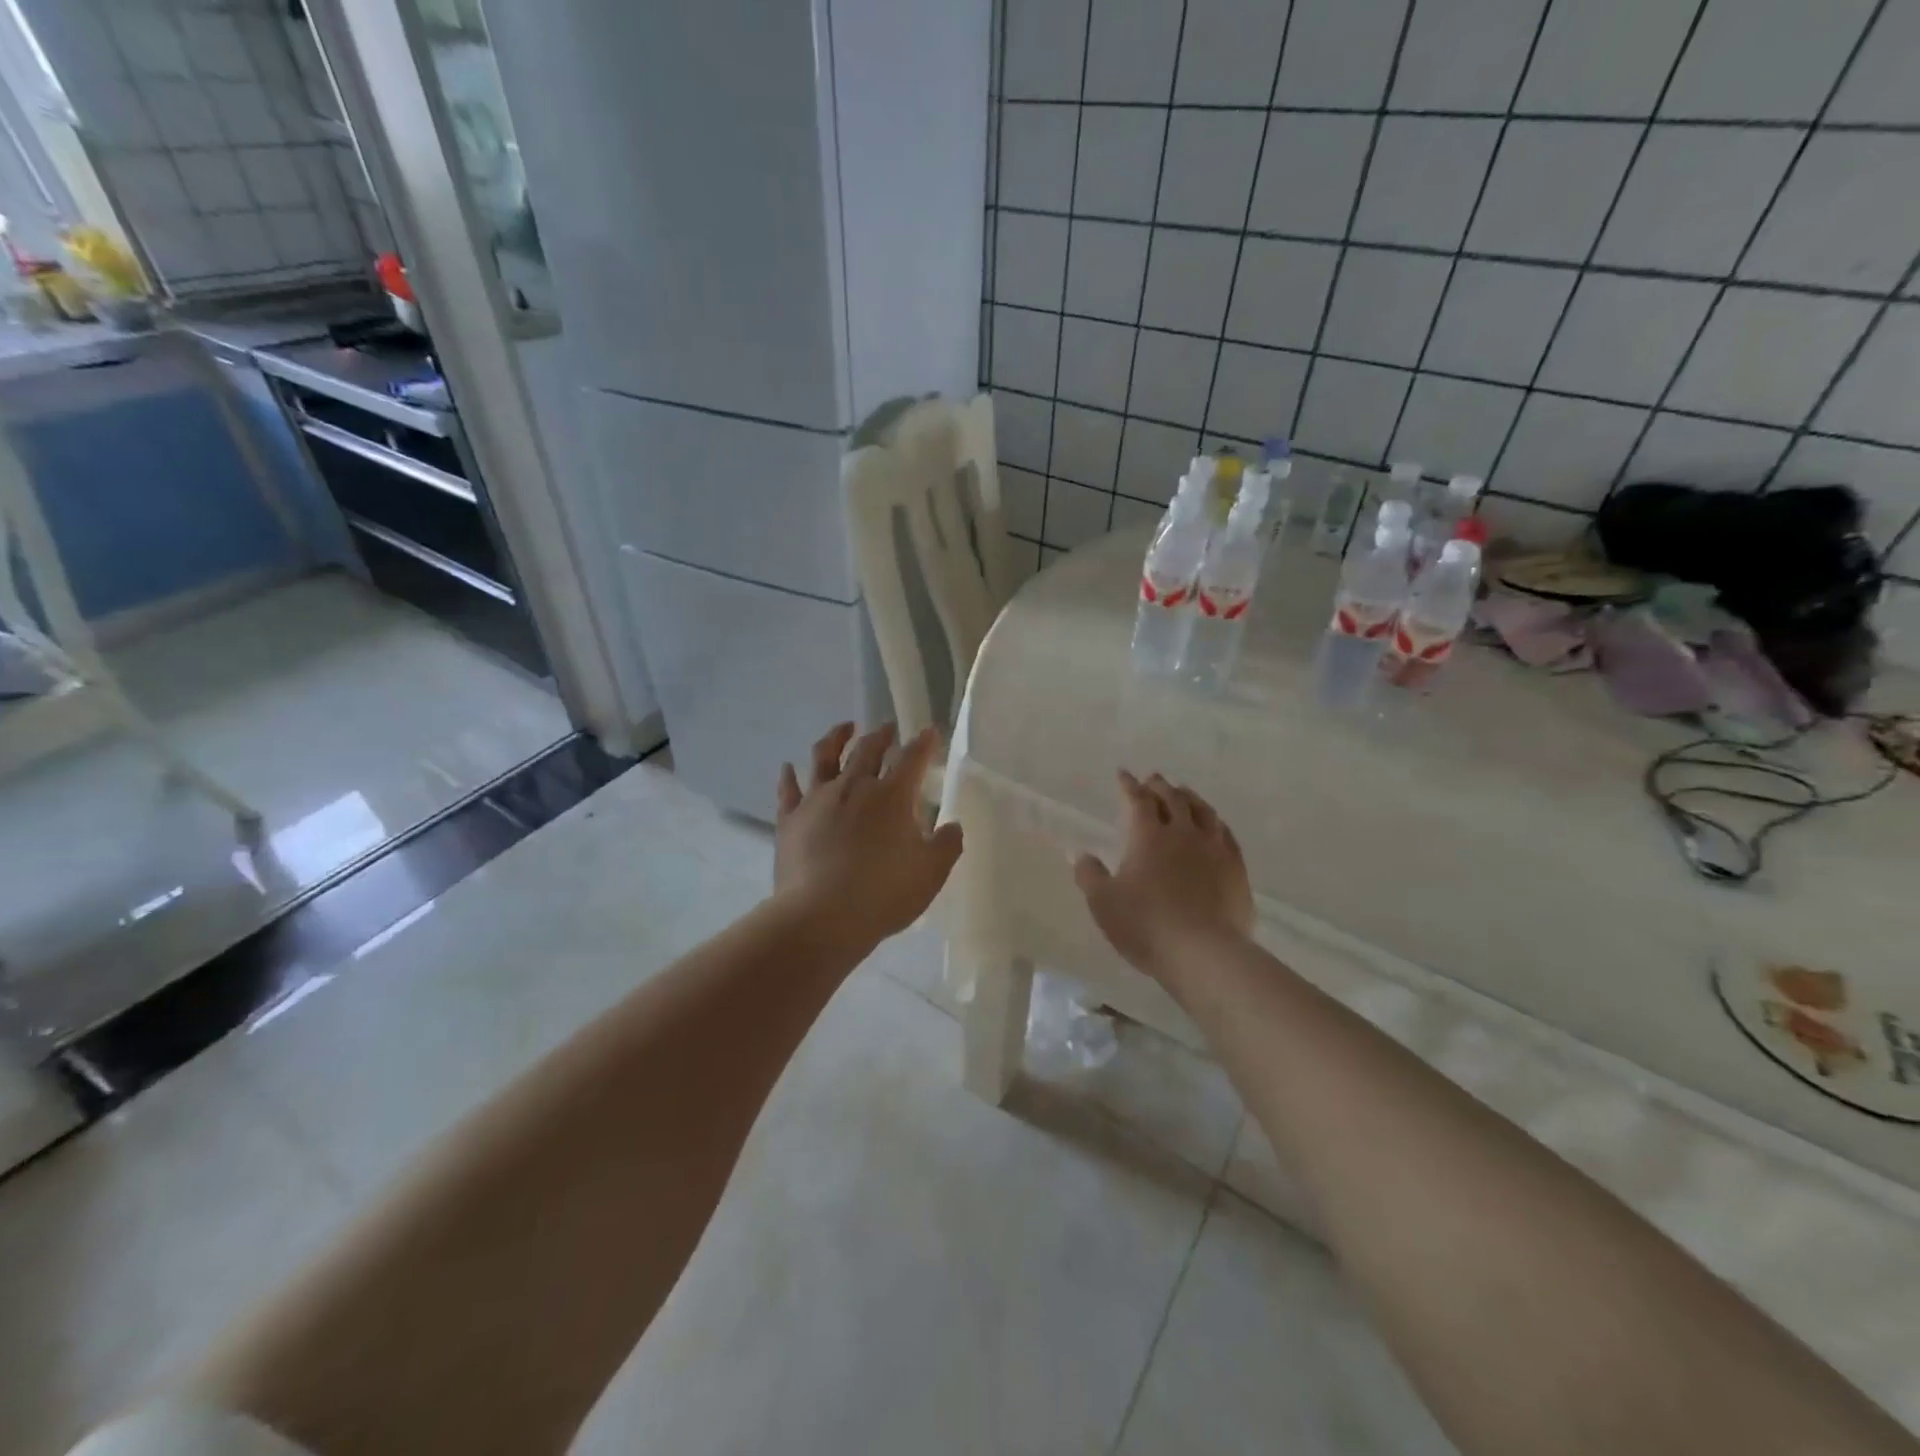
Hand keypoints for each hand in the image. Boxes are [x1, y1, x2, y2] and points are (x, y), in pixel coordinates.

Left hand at [773, 722, 963, 948]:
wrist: (821, 917)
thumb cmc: (883, 894)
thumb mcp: (931, 873)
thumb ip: (947, 845)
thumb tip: (952, 825)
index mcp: (892, 796)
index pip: (912, 758)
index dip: (924, 742)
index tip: (930, 730)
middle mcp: (854, 786)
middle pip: (868, 749)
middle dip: (882, 735)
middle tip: (888, 727)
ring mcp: (817, 800)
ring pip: (825, 757)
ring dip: (836, 738)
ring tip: (844, 728)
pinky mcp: (790, 819)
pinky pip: (788, 789)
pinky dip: (789, 776)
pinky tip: (788, 767)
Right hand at [1074, 771, 1253, 977]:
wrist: (1203, 952)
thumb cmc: (1146, 925)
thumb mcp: (1103, 903)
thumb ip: (1090, 875)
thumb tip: (1081, 855)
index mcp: (1148, 836)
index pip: (1138, 800)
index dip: (1129, 786)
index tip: (1123, 775)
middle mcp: (1183, 833)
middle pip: (1173, 798)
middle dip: (1159, 786)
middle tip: (1152, 779)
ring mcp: (1214, 849)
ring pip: (1203, 811)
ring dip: (1189, 797)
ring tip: (1183, 792)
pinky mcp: (1236, 868)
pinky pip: (1226, 834)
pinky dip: (1215, 822)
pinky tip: (1214, 825)